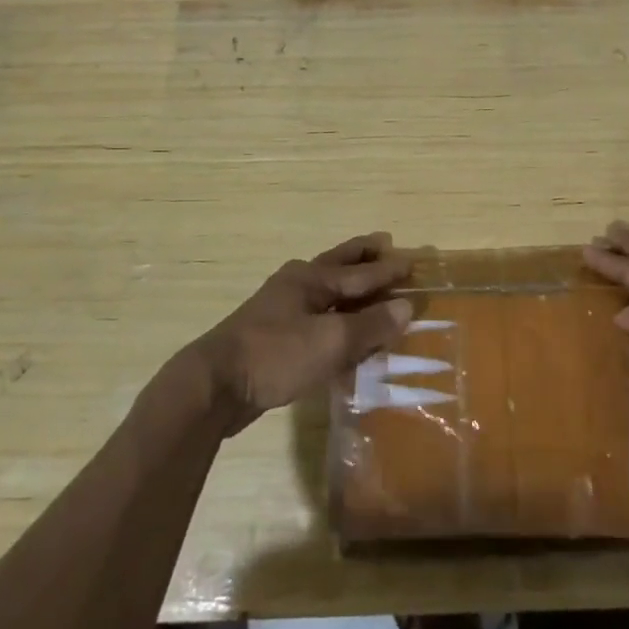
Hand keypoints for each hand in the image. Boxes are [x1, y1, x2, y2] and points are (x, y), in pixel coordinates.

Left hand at [192, 233, 413, 433]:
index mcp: (311, 279)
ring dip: (349, 283)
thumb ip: (371, 325)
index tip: (413, 261)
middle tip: (385, 243)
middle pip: (338, 265)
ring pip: (325, 289)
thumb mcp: (332, 341)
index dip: (389, 269)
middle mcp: (296, 285)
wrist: (215, 386)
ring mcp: (281, 309)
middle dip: (363, 256)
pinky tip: (340, 325)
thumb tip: (407, 307)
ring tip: (366, 280)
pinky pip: (315, 314)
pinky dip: (335, 312)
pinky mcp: (273, 336)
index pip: (361, 272)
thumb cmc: (277, 355)